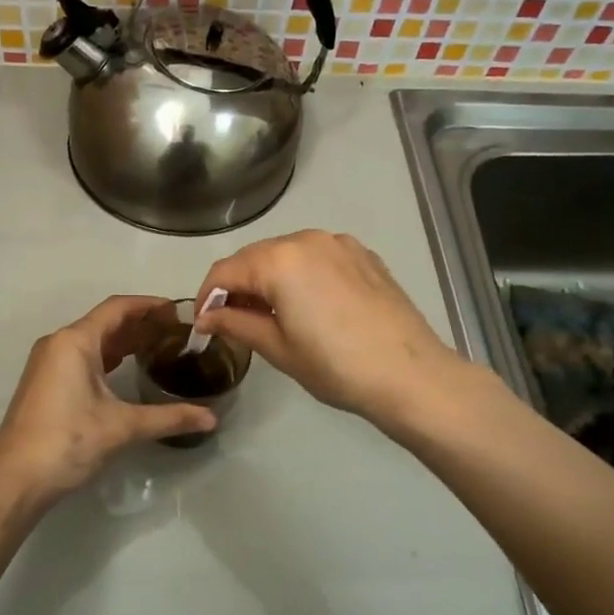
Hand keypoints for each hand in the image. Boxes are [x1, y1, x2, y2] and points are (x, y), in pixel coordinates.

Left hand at [0, 296, 217, 505]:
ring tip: (159, 346)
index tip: (179, 310)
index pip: (117, 308)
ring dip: (124, 341)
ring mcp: (48, 363)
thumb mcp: (122, 427)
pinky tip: (128, 369)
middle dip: (140, 323)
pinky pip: (82, 357)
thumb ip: (169, 417)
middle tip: (176, 331)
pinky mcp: (45, 383)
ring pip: (92, 340)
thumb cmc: (68, 441)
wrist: (15, 479)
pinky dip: (107, 357)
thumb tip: (211, 418)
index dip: (149, 305)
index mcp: (75, 341)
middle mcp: (58, 343)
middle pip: (105, 321)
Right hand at [195, 230, 472, 429]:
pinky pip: (318, 257)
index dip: (207, 297)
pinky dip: (302, 274)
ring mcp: (339, 243)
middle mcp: (306, 239)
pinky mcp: (364, 255)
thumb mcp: (278, 348)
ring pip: (287, 254)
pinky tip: (308, 305)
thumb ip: (236, 323)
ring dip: (269, 278)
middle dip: (238, 286)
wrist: (411, 375)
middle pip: (255, 257)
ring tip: (270, 314)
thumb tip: (206, 316)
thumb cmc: (335, 366)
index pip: (225, 271)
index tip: (202, 324)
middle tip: (232, 322)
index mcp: (278, 260)